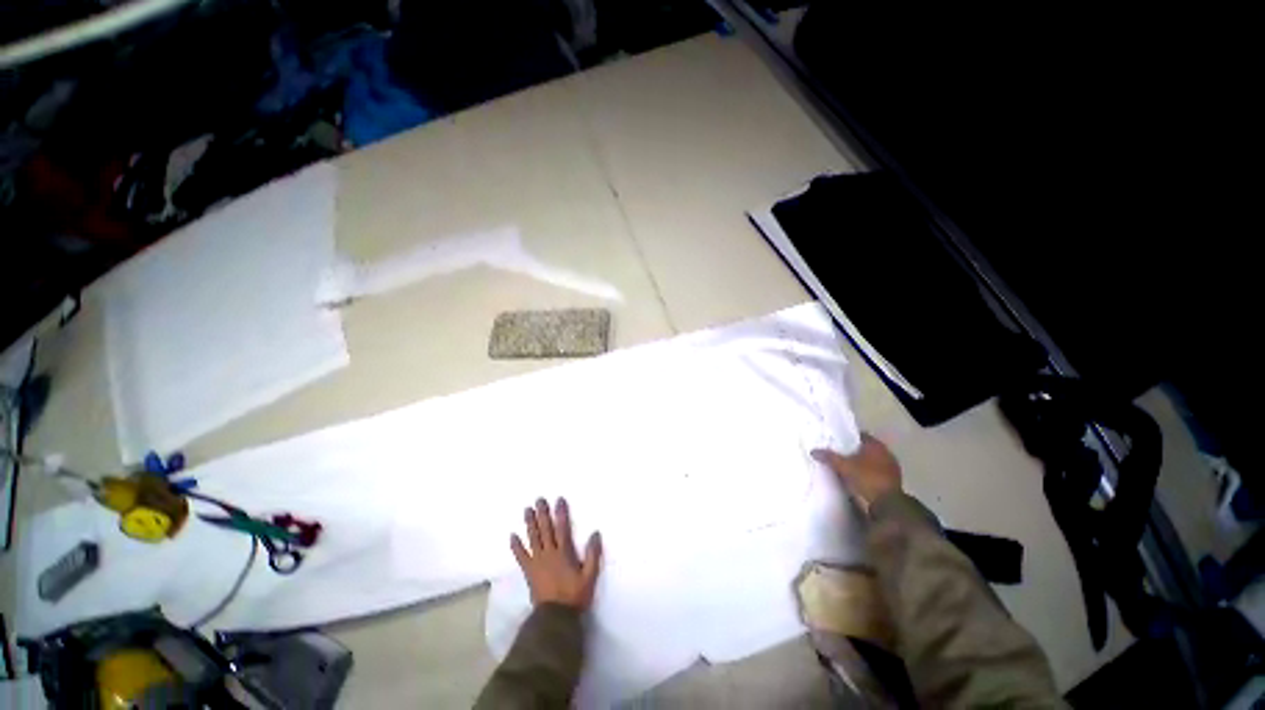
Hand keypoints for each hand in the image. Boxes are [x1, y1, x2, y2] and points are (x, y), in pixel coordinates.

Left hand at [511, 497, 601, 609]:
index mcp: (564, 552)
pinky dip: (516, 546)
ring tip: (527, 510)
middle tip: (539, 499)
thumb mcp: (589, 576)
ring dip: (530, 523)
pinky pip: (521, 556)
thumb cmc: (574, 595)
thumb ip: (593, 555)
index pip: (562, 528)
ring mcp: (537, 561)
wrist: (555, 616)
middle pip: (545, 529)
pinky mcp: (529, 571)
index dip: (561, 513)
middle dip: (543, 513)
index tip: (559, 500)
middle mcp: (549, 553)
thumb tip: (595, 533)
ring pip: (533, 538)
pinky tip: (512, 536)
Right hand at [812, 433, 902, 513]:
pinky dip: (866, 475)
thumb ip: (829, 457)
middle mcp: (886, 454)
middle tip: (838, 454)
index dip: (848, 438)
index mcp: (876, 446)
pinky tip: (855, 479)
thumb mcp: (843, 466)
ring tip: (845, 467)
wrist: (886, 505)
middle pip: (866, 449)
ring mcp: (891, 469)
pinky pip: (875, 474)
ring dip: (861, 464)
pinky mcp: (892, 483)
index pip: (860, 436)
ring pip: (871, 462)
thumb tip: (813, 451)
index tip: (836, 441)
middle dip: (853, 452)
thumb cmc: (866, 479)